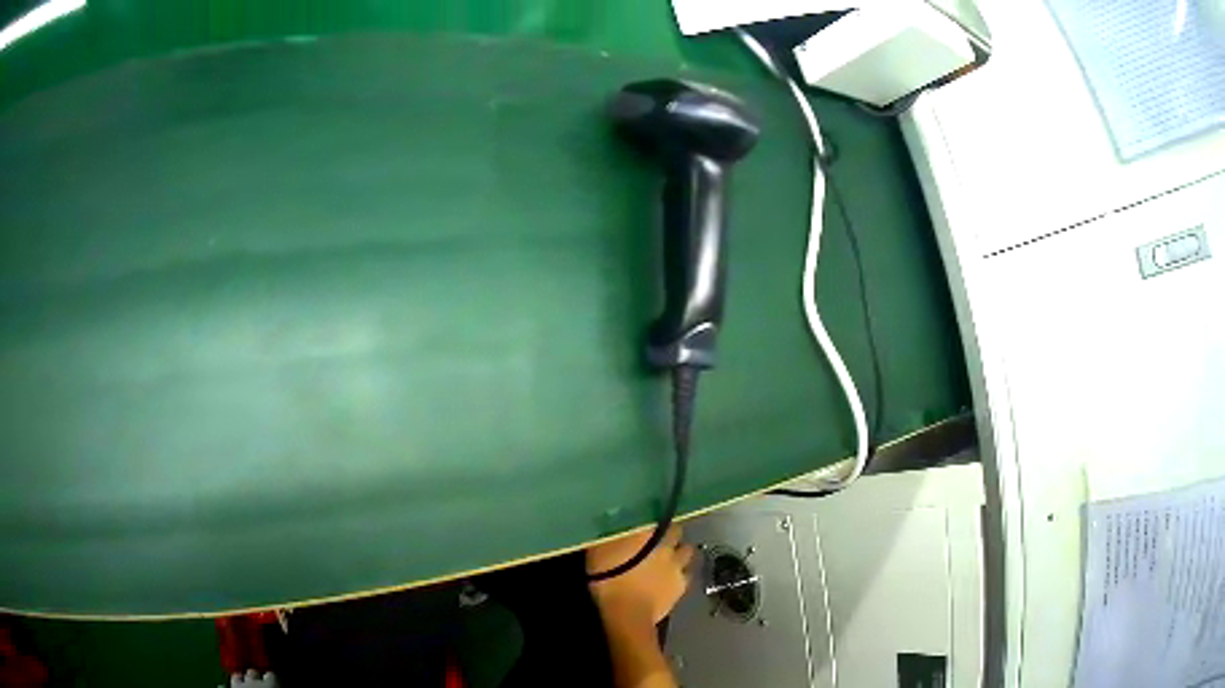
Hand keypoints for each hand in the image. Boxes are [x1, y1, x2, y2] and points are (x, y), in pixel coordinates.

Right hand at [587, 526, 694, 624]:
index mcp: (648, 532)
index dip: (655, 517)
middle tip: (659, 539)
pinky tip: (672, 579)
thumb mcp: (597, 552)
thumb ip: (609, 535)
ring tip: (669, 558)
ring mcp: (679, 565)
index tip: (650, 520)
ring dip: (680, 552)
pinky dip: (681, 574)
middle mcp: (668, 543)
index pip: (659, 514)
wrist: (628, 613)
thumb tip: (610, 521)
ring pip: (687, 551)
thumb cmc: (608, 579)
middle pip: (677, 531)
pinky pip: (687, 574)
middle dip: (671, 533)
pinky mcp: (683, 585)